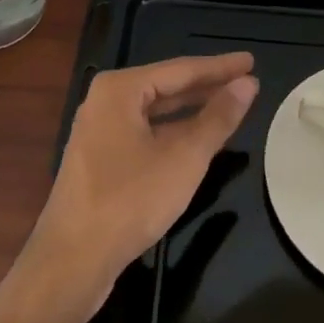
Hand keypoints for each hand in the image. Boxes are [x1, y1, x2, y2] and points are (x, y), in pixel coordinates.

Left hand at [18, 53, 258, 318]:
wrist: (72, 261)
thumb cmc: (130, 201)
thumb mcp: (184, 157)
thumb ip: (218, 118)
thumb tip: (248, 83)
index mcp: (120, 89)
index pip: (181, 69)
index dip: (220, 67)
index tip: (251, 61)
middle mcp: (105, 102)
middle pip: (166, 86)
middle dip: (207, 86)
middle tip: (246, 81)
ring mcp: (99, 131)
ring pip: (155, 112)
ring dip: (191, 110)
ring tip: (229, 105)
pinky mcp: (100, 159)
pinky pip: (145, 132)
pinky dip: (173, 132)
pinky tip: (196, 140)